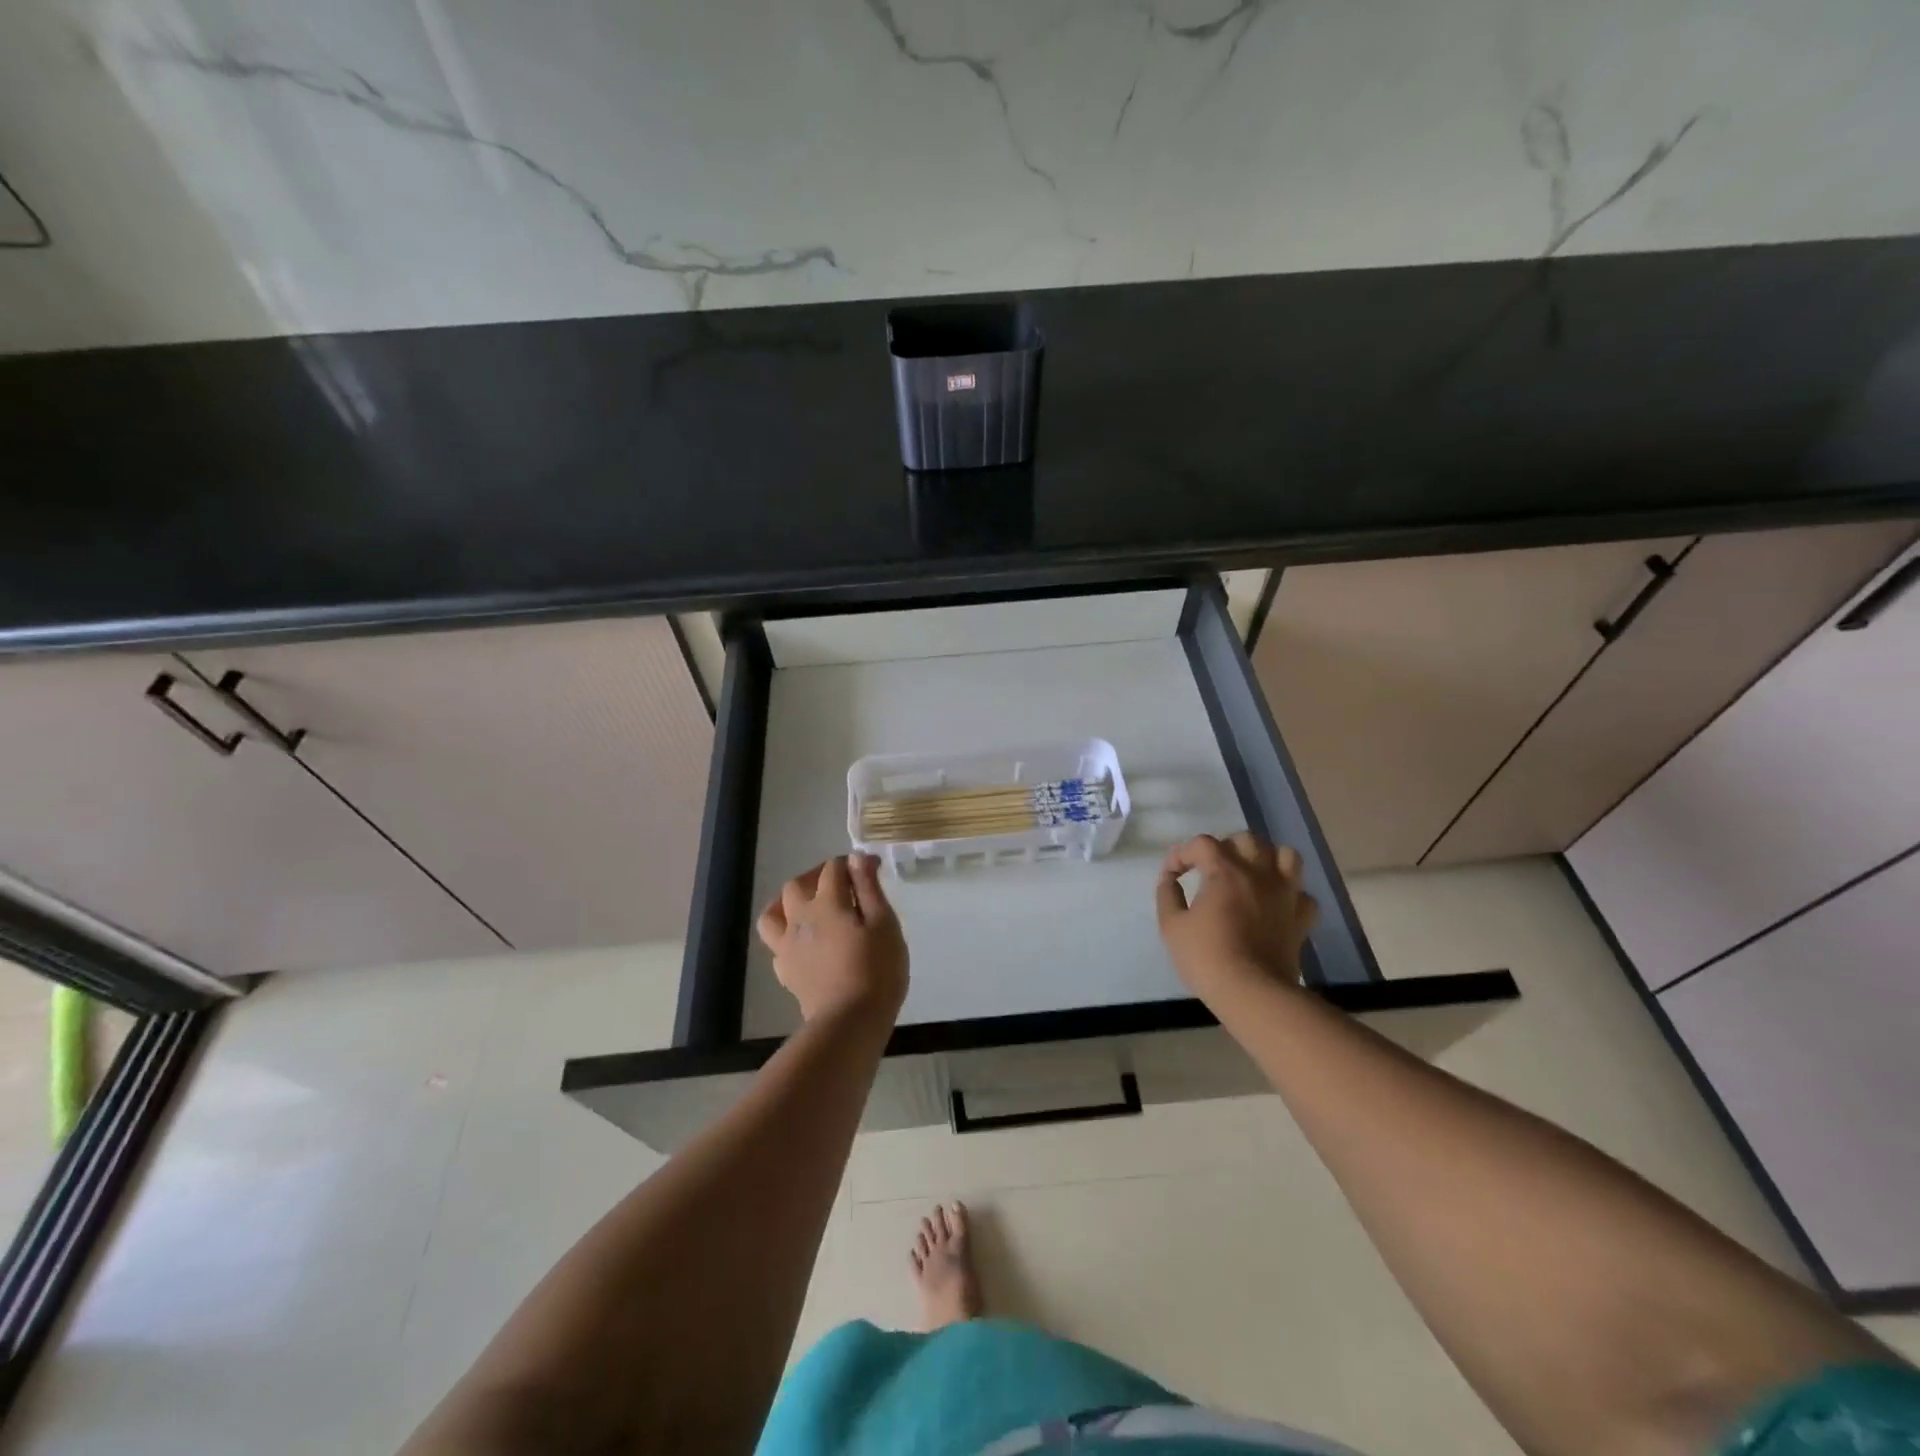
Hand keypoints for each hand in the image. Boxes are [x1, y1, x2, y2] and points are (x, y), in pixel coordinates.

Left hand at [757, 855, 908, 1025]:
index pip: (833, 869)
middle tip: (840, 885)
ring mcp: (787, 946)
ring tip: (806, 907)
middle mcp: (800, 918)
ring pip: (773, 913)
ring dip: (787, 903)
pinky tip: (803, 943)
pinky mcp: (785, 971)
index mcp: (827, 903)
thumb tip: (855, 857)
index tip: (872, 869)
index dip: (852, 863)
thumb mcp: (884, 924)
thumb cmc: (876, 970)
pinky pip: (776, 943)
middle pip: (797, 885)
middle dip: (817, 876)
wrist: (849, 1022)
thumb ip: (869, 888)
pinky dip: (787, 934)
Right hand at [1155, 832, 1317, 1004]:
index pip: (1202, 844)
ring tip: (1252, 874)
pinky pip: (1302, 894)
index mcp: (1226, 871)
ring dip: (1267, 859)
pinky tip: (1275, 905)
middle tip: (1212, 869)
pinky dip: (1289, 894)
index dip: (1182, 854)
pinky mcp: (1302, 918)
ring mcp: (1286, 894)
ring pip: (1286, 855)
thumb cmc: (1207, 957)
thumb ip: (1167, 895)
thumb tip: (1169, 879)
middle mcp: (1259, 874)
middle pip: (1247, 839)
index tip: (1172, 875)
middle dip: (1226, 847)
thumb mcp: (1171, 926)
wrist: (1253, 993)